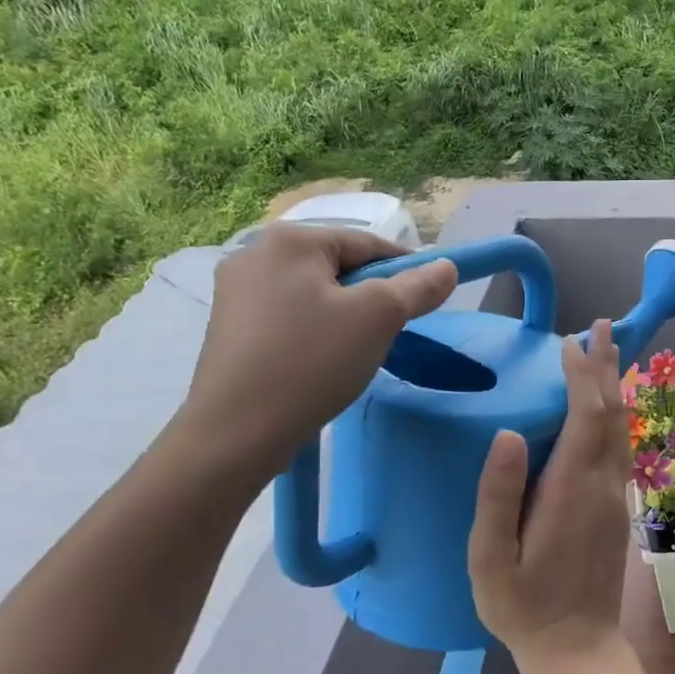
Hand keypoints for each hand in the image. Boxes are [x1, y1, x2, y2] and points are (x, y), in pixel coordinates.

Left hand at [177, 224, 457, 467]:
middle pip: (338, 266)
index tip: (426, 301)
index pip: (368, 244)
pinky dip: (313, 331)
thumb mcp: (379, 318)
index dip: (405, 270)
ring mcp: (234, 291)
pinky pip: (287, 315)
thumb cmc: (312, 362)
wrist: (235, 433)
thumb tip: (447, 267)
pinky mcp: (228, 327)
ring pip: (313, 293)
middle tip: (389, 333)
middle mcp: (255, 253)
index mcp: (290, 239)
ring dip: (342, 315)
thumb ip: (417, 287)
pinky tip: (319, 362)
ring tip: (354, 352)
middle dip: (370, 296)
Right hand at [468, 319, 632, 665]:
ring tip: (606, 352)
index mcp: (571, 490)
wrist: (576, 650)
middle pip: (611, 413)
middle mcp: (602, 485)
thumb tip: (508, 433)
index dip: (581, 375)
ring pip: (621, 428)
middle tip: (599, 326)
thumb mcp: (490, 557)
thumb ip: (498, 495)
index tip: (569, 343)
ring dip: (613, 386)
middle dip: (605, 366)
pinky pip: (620, 446)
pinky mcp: (617, 508)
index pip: (586, 416)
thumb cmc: (522, 606)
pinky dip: (614, 414)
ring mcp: (615, 497)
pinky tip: (606, 406)